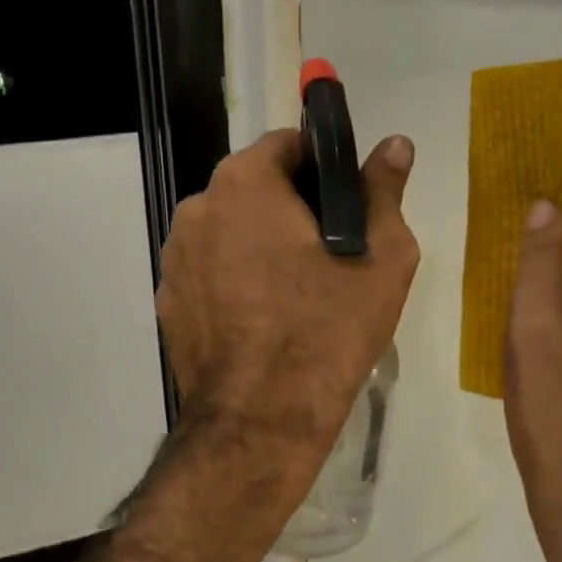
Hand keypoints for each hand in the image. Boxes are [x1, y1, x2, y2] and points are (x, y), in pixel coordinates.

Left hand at [156, 128, 419, 460]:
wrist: (261, 418)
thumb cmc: (327, 329)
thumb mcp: (381, 257)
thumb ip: (383, 190)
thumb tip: (395, 144)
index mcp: (244, 183)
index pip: (287, 145)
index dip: (322, 168)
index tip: (345, 206)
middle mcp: (196, 208)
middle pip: (253, 189)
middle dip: (289, 209)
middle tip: (328, 256)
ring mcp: (174, 258)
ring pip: (228, 232)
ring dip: (258, 245)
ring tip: (294, 293)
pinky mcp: (166, 302)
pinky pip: (208, 273)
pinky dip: (233, 281)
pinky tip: (261, 320)